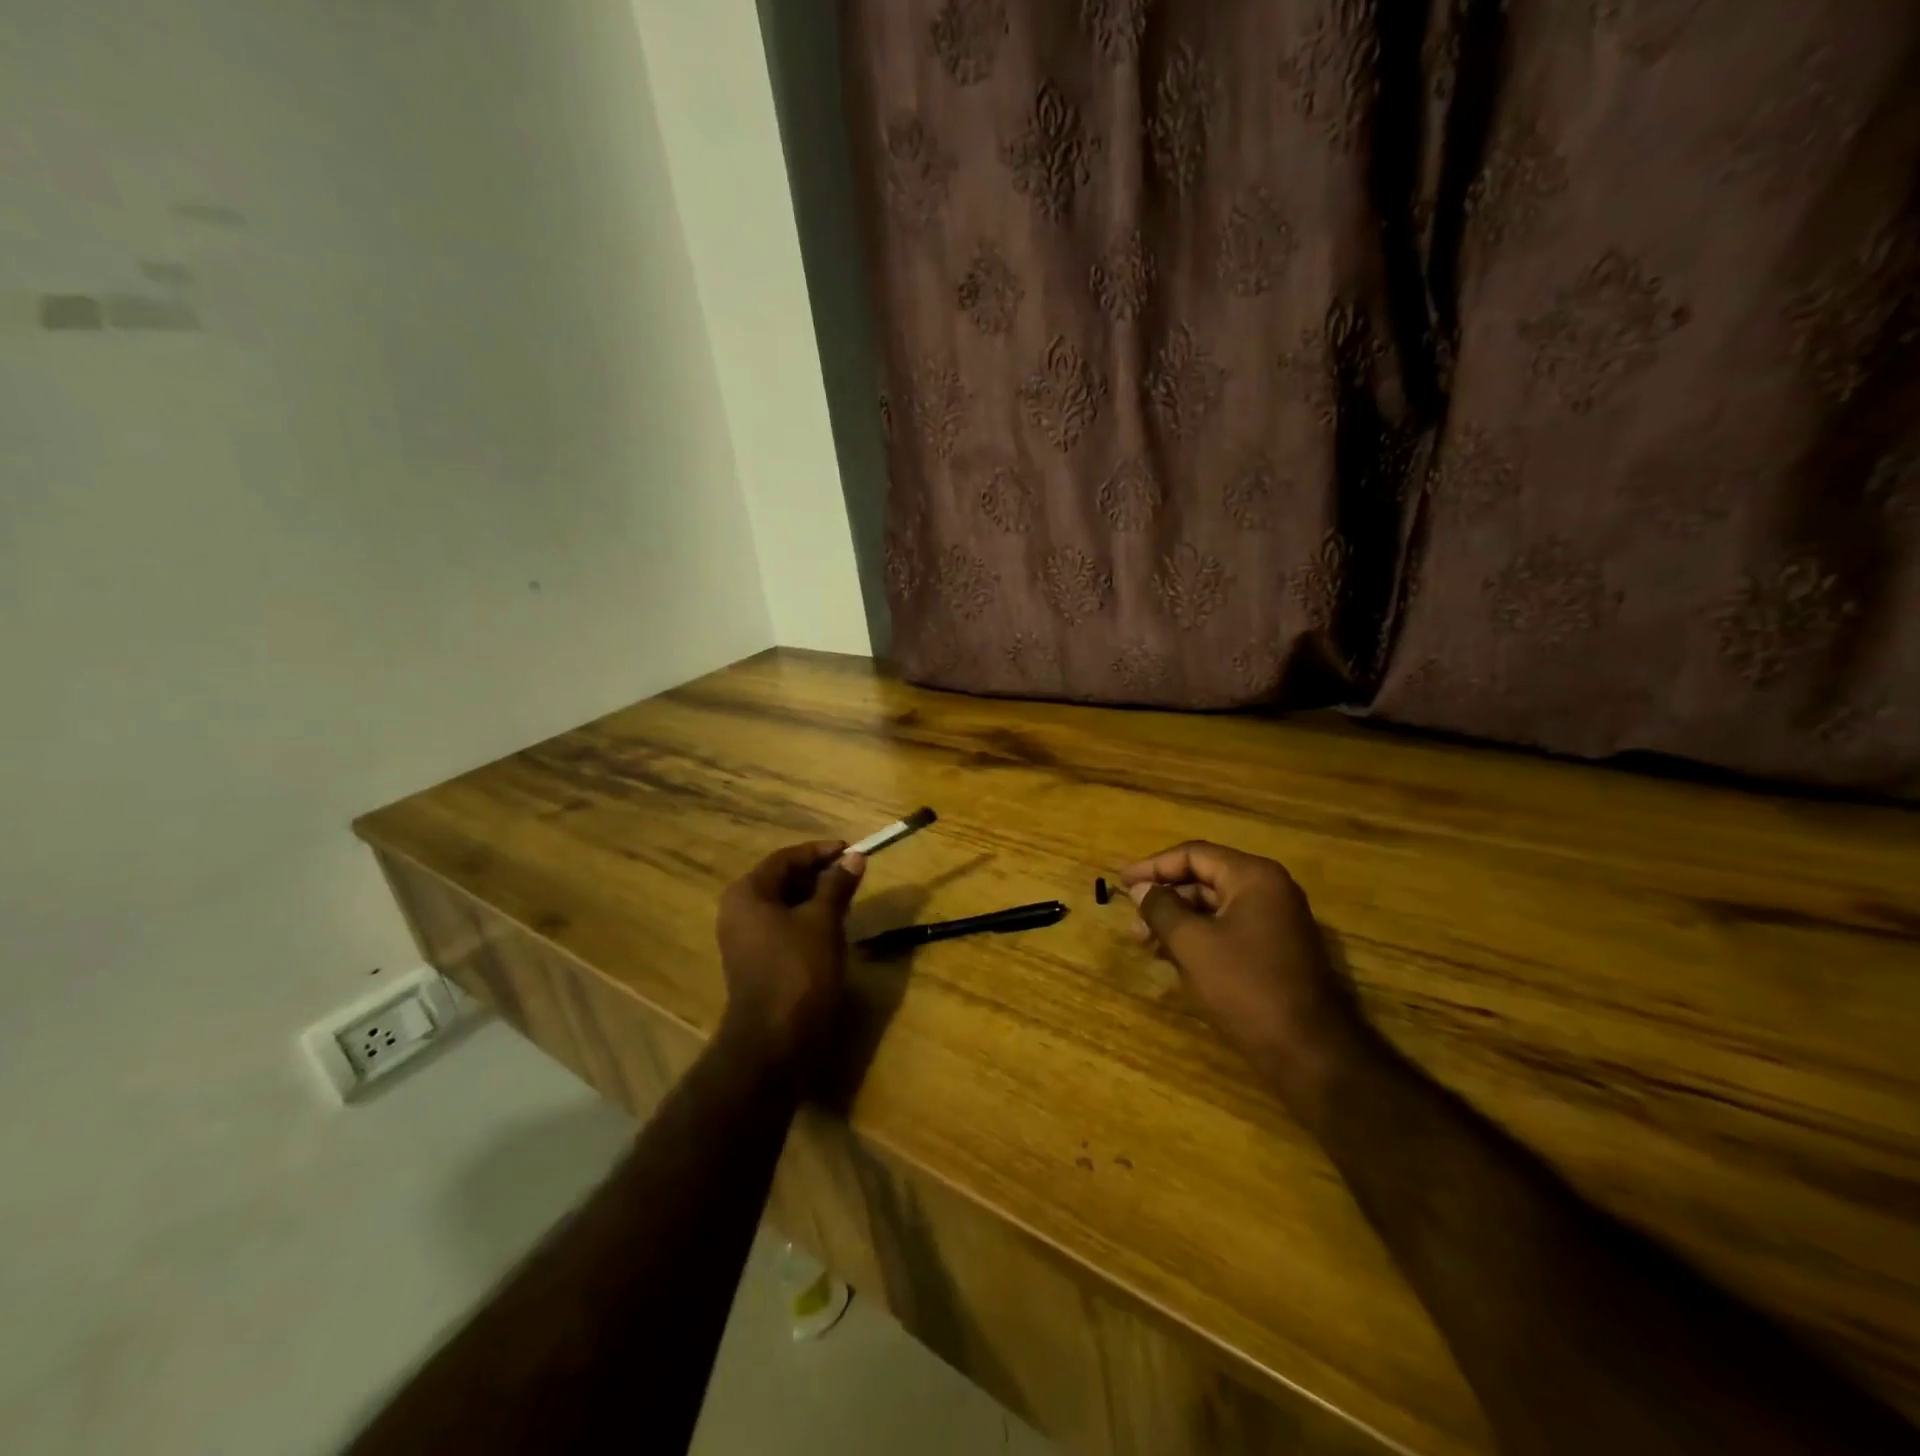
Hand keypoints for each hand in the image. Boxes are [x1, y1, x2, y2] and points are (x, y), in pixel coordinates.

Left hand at [716, 841, 865, 1071]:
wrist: (776, 1038)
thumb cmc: (799, 969)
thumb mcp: (823, 921)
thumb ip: (837, 885)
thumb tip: (855, 857)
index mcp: (747, 893)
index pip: (785, 859)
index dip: (820, 852)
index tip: (851, 850)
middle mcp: (738, 911)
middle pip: (781, 880)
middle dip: (818, 874)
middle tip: (852, 872)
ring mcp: (744, 939)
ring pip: (783, 905)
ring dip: (814, 897)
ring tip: (847, 896)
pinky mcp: (755, 962)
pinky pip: (782, 927)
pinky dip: (806, 919)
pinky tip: (831, 925)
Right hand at [1121, 841, 1366, 1102]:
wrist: (1309, 1051)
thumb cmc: (1246, 987)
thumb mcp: (1192, 944)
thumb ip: (1162, 908)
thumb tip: (1142, 889)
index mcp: (1253, 877)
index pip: (1194, 854)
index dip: (1153, 866)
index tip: (1122, 882)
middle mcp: (1269, 890)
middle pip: (1205, 878)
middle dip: (1165, 897)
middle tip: (1132, 918)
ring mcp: (1277, 921)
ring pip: (1215, 907)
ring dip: (1178, 919)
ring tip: (1145, 942)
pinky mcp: (1276, 950)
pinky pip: (1229, 929)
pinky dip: (1199, 936)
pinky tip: (1173, 956)